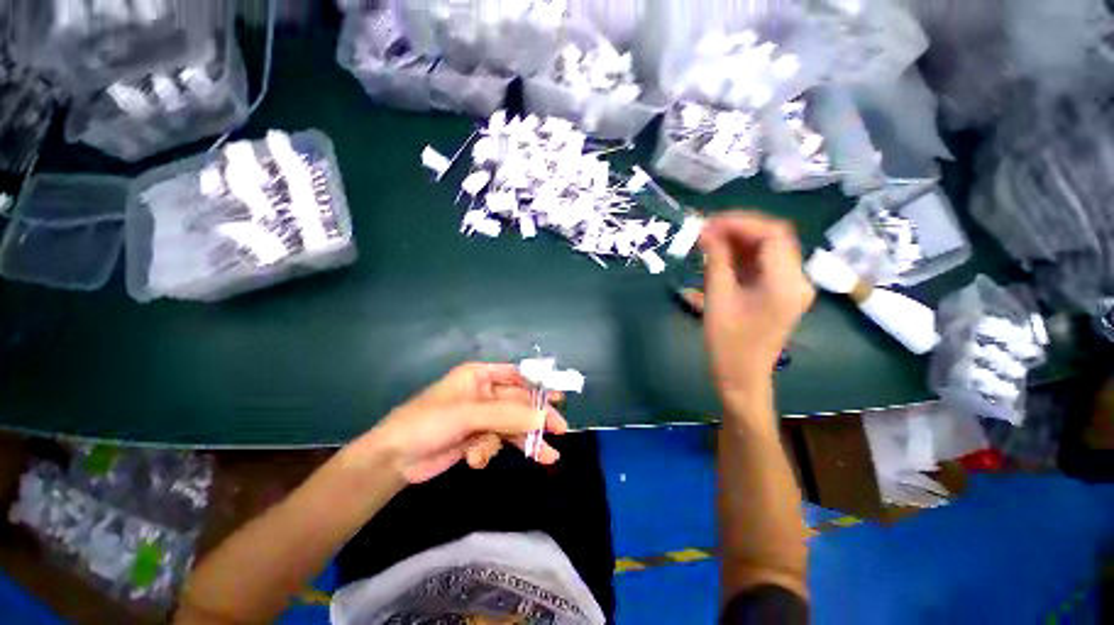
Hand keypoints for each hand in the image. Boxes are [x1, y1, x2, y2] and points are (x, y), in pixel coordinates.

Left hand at [348, 363, 567, 483]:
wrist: (393, 460)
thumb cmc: (428, 422)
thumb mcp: (468, 414)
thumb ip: (506, 416)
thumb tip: (542, 419)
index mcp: (480, 376)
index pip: (517, 375)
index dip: (538, 384)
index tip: (559, 395)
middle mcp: (484, 393)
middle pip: (519, 403)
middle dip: (537, 417)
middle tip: (560, 429)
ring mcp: (480, 418)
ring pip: (511, 426)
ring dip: (525, 441)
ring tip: (547, 457)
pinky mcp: (476, 439)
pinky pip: (495, 443)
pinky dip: (489, 452)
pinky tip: (475, 460)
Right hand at [700, 212, 813, 404]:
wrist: (742, 377)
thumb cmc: (727, 344)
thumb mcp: (717, 299)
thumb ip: (715, 261)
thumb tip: (706, 231)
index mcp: (786, 283)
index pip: (773, 234)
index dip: (740, 222)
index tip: (709, 223)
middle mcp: (797, 280)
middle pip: (774, 238)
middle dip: (738, 229)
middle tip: (705, 230)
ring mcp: (791, 286)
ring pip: (768, 249)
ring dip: (738, 241)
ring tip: (708, 240)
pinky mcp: (781, 292)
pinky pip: (763, 264)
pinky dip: (741, 255)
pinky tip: (719, 255)